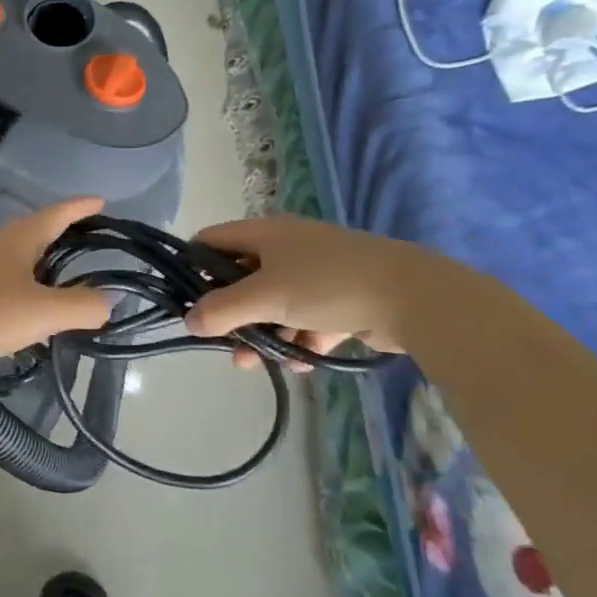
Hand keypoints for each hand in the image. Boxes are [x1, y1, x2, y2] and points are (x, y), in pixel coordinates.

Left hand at [0, 198, 113, 381]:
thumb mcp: (42, 311)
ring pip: (22, 265)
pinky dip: (30, 299)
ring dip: (47, 269)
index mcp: (19, 240)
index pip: (56, 214)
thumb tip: (110, 301)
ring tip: (72, 286)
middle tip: (93, 242)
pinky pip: (9, 292)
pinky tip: (36, 323)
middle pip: (37, 233)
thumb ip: (81, 306)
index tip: (102, 202)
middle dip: (64, 234)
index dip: (80, 207)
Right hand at [186, 216, 440, 369]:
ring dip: (263, 332)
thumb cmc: (326, 284)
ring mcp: (316, 273)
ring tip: (256, 364)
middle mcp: (286, 247)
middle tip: (221, 341)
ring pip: (275, 303)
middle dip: (230, 312)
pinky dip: (299, 338)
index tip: (185, 301)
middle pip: (242, 277)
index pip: (212, 240)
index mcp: (264, 233)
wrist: (411, 296)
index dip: (193, 266)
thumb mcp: (265, 296)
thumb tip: (189, 321)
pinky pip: (307, 318)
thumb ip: (223, 310)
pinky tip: (299, 363)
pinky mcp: (342, 298)